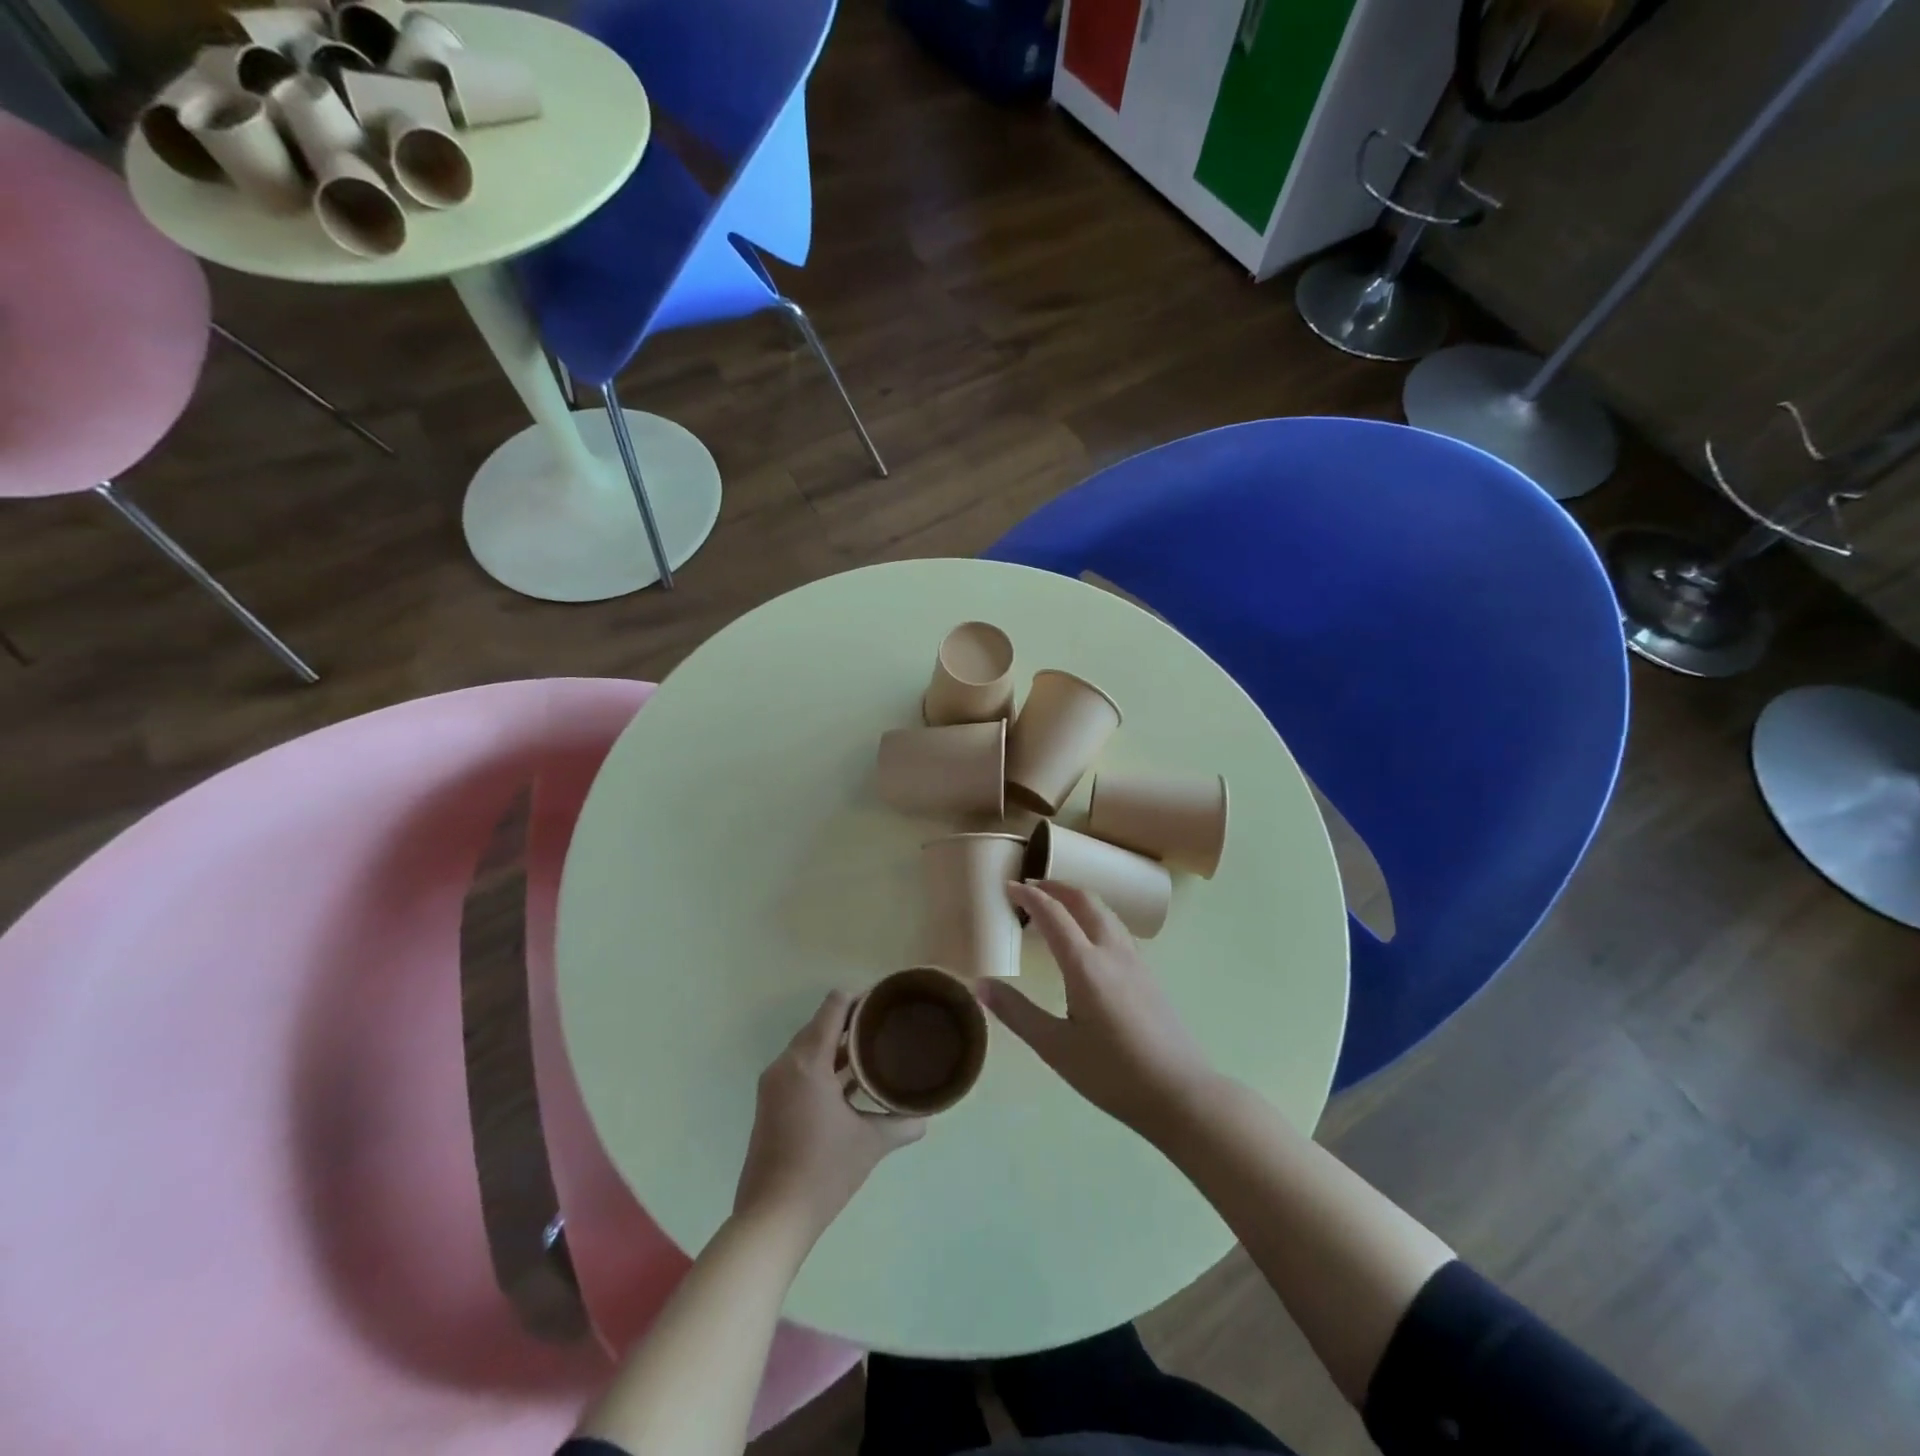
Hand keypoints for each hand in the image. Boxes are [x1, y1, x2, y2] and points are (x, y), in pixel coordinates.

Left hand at [733, 991, 925, 1244]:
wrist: (771, 1218)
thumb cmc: (823, 1172)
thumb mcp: (869, 1143)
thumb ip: (901, 1123)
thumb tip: (927, 1117)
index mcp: (807, 1061)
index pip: (834, 1006)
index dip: (860, 997)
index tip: (886, 1002)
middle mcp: (786, 1064)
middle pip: (821, 1023)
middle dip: (852, 1021)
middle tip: (886, 1025)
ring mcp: (774, 1083)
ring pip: (809, 1046)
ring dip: (838, 1044)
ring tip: (874, 1049)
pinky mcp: (770, 1102)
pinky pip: (800, 1066)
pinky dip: (824, 1064)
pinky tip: (850, 1081)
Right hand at [985, 880, 1215, 1139]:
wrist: (1180, 1093)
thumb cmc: (1112, 1073)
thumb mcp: (1055, 1048)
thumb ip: (1017, 1012)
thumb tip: (979, 984)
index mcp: (1085, 965)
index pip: (1053, 914)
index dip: (1029, 896)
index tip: (1008, 886)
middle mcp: (1111, 952)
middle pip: (1084, 901)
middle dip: (1056, 887)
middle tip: (1031, 887)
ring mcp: (1135, 961)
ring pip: (1105, 912)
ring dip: (1077, 898)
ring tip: (1057, 905)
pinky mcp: (1148, 974)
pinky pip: (1116, 928)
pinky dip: (1094, 916)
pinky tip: (1088, 938)